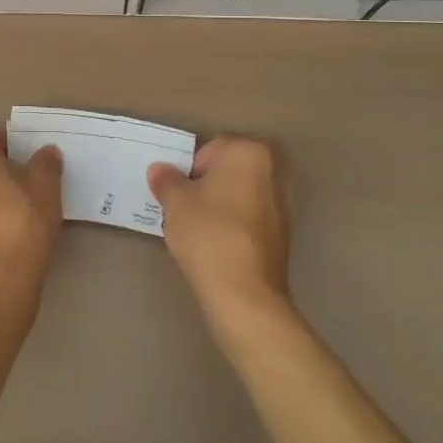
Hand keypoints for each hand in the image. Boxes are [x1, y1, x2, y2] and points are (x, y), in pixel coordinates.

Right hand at [148, 136, 290, 328]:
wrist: (244, 293)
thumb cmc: (208, 233)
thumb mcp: (175, 202)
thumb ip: (166, 180)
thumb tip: (160, 170)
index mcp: (250, 153)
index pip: (210, 149)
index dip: (188, 169)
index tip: (177, 192)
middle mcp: (273, 172)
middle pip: (227, 171)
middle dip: (206, 185)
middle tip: (183, 207)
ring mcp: (283, 205)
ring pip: (238, 196)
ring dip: (219, 206)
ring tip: (197, 229)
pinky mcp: (283, 235)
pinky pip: (248, 219)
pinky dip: (232, 226)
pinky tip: (215, 245)